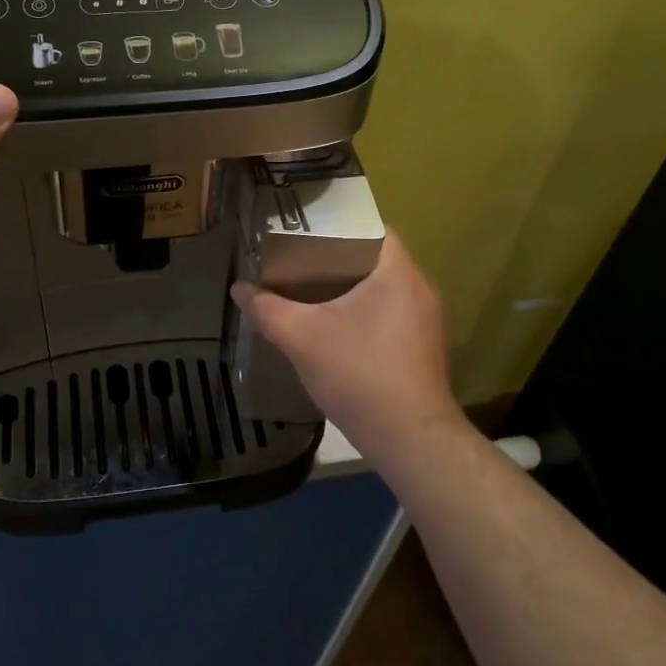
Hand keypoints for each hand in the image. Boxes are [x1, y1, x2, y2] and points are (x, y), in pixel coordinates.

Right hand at [230, 233, 464, 458]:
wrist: (411, 440)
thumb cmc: (361, 375)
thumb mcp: (303, 338)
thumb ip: (267, 310)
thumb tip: (239, 288)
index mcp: (398, 272)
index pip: (371, 227)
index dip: (336, 225)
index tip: (304, 232)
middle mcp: (419, 287)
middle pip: (374, 257)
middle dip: (335, 257)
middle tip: (297, 259)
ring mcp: (426, 319)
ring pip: (382, 287)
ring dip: (349, 286)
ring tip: (309, 288)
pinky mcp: (423, 345)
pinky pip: (390, 311)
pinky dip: (363, 309)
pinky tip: (334, 325)